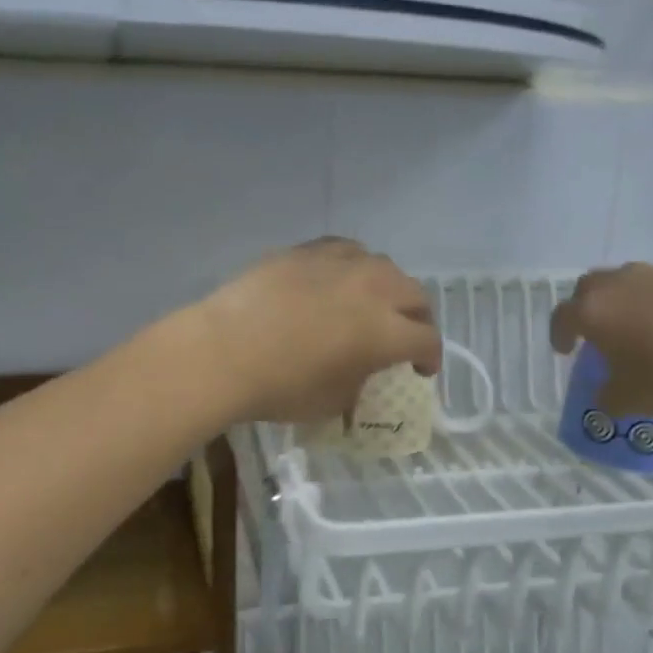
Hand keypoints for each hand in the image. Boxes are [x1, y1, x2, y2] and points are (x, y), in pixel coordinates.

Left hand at [195, 239, 441, 422]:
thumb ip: (359, 382)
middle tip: (405, 336)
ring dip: (388, 288)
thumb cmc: (280, 388)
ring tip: (372, 304)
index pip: (427, 340)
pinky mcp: (306, 251)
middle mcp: (373, 289)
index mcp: (386, 332)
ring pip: (383, 266)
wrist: (222, 352)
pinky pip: (345, 251)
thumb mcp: (332, 401)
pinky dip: (353, 267)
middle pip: (415, 295)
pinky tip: (339, 280)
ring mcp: (339, 264)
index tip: (421, 370)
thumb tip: (359, 372)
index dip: (430, 358)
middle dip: (417, 318)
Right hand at [548, 260, 652, 414]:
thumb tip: (607, 395)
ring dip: (631, 297)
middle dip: (589, 306)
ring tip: (648, 324)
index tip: (566, 351)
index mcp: (594, 312)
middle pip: (591, 286)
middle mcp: (621, 283)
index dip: (559, 334)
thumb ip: (609, 396)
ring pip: (633, 278)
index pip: (561, 316)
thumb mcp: (631, 400)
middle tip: (599, 330)